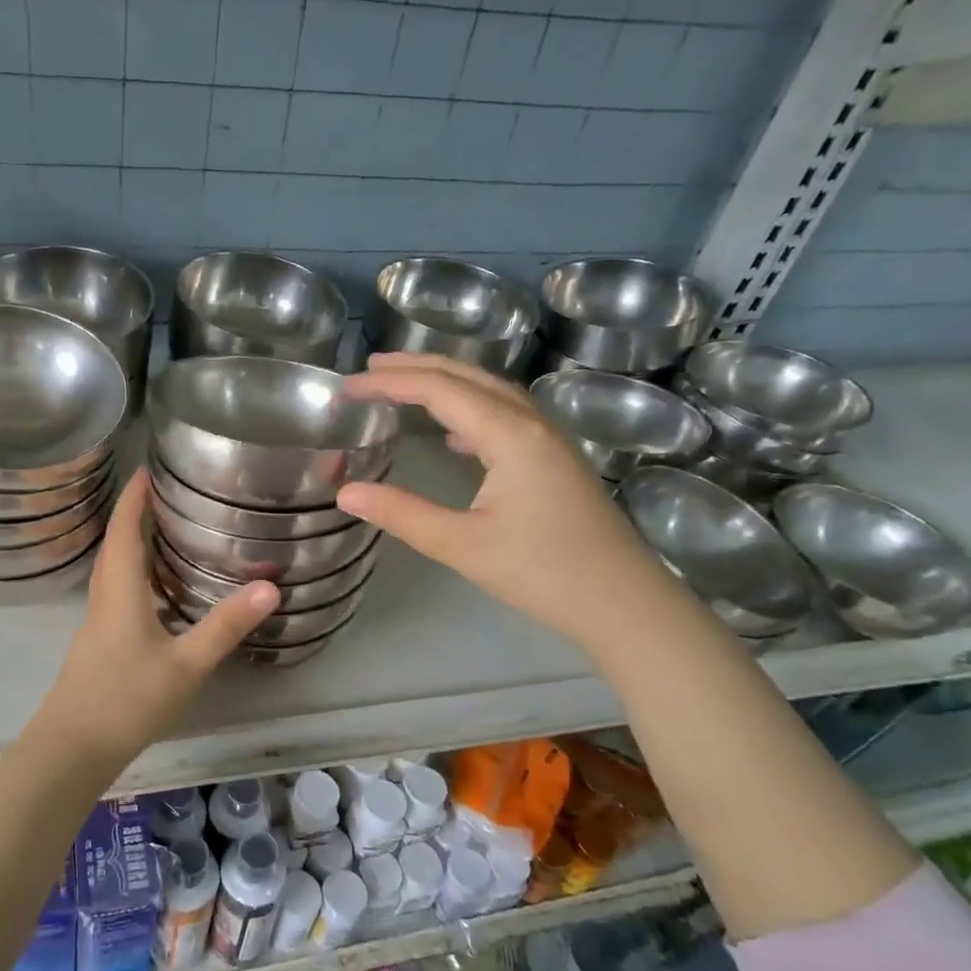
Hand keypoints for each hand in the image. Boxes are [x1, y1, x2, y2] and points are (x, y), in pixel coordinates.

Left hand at [33, 469, 277, 762]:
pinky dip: (134, 572)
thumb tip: (270, 586)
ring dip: (132, 541)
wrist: (73, 747)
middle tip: (167, 491)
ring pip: (113, 567)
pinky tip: (158, 588)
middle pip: (115, 542)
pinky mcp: (99, 641)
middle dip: (135, 511)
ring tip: (165, 528)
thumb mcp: (186, 664)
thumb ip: (226, 625)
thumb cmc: (127, 698)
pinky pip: (116, 590)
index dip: (134, 495)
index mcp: (120, 589)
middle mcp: (104, 595)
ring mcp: (97, 620)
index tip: (148, 466)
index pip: (124, 528)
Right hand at [337, 353, 671, 647]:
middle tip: (369, 369)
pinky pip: (505, 415)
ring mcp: (549, 439)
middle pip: (467, 377)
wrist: (625, 603)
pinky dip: (469, 409)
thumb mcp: (463, 546)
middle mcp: (532, 423)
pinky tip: (453, 434)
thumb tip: (346, 493)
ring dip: (445, 382)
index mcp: (510, 435)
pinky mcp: (555, 459)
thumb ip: (402, 514)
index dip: (390, 383)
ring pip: (490, 392)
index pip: (439, 390)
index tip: (347, 387)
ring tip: (404, 385)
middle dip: (416, 367)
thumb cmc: (543, 573)